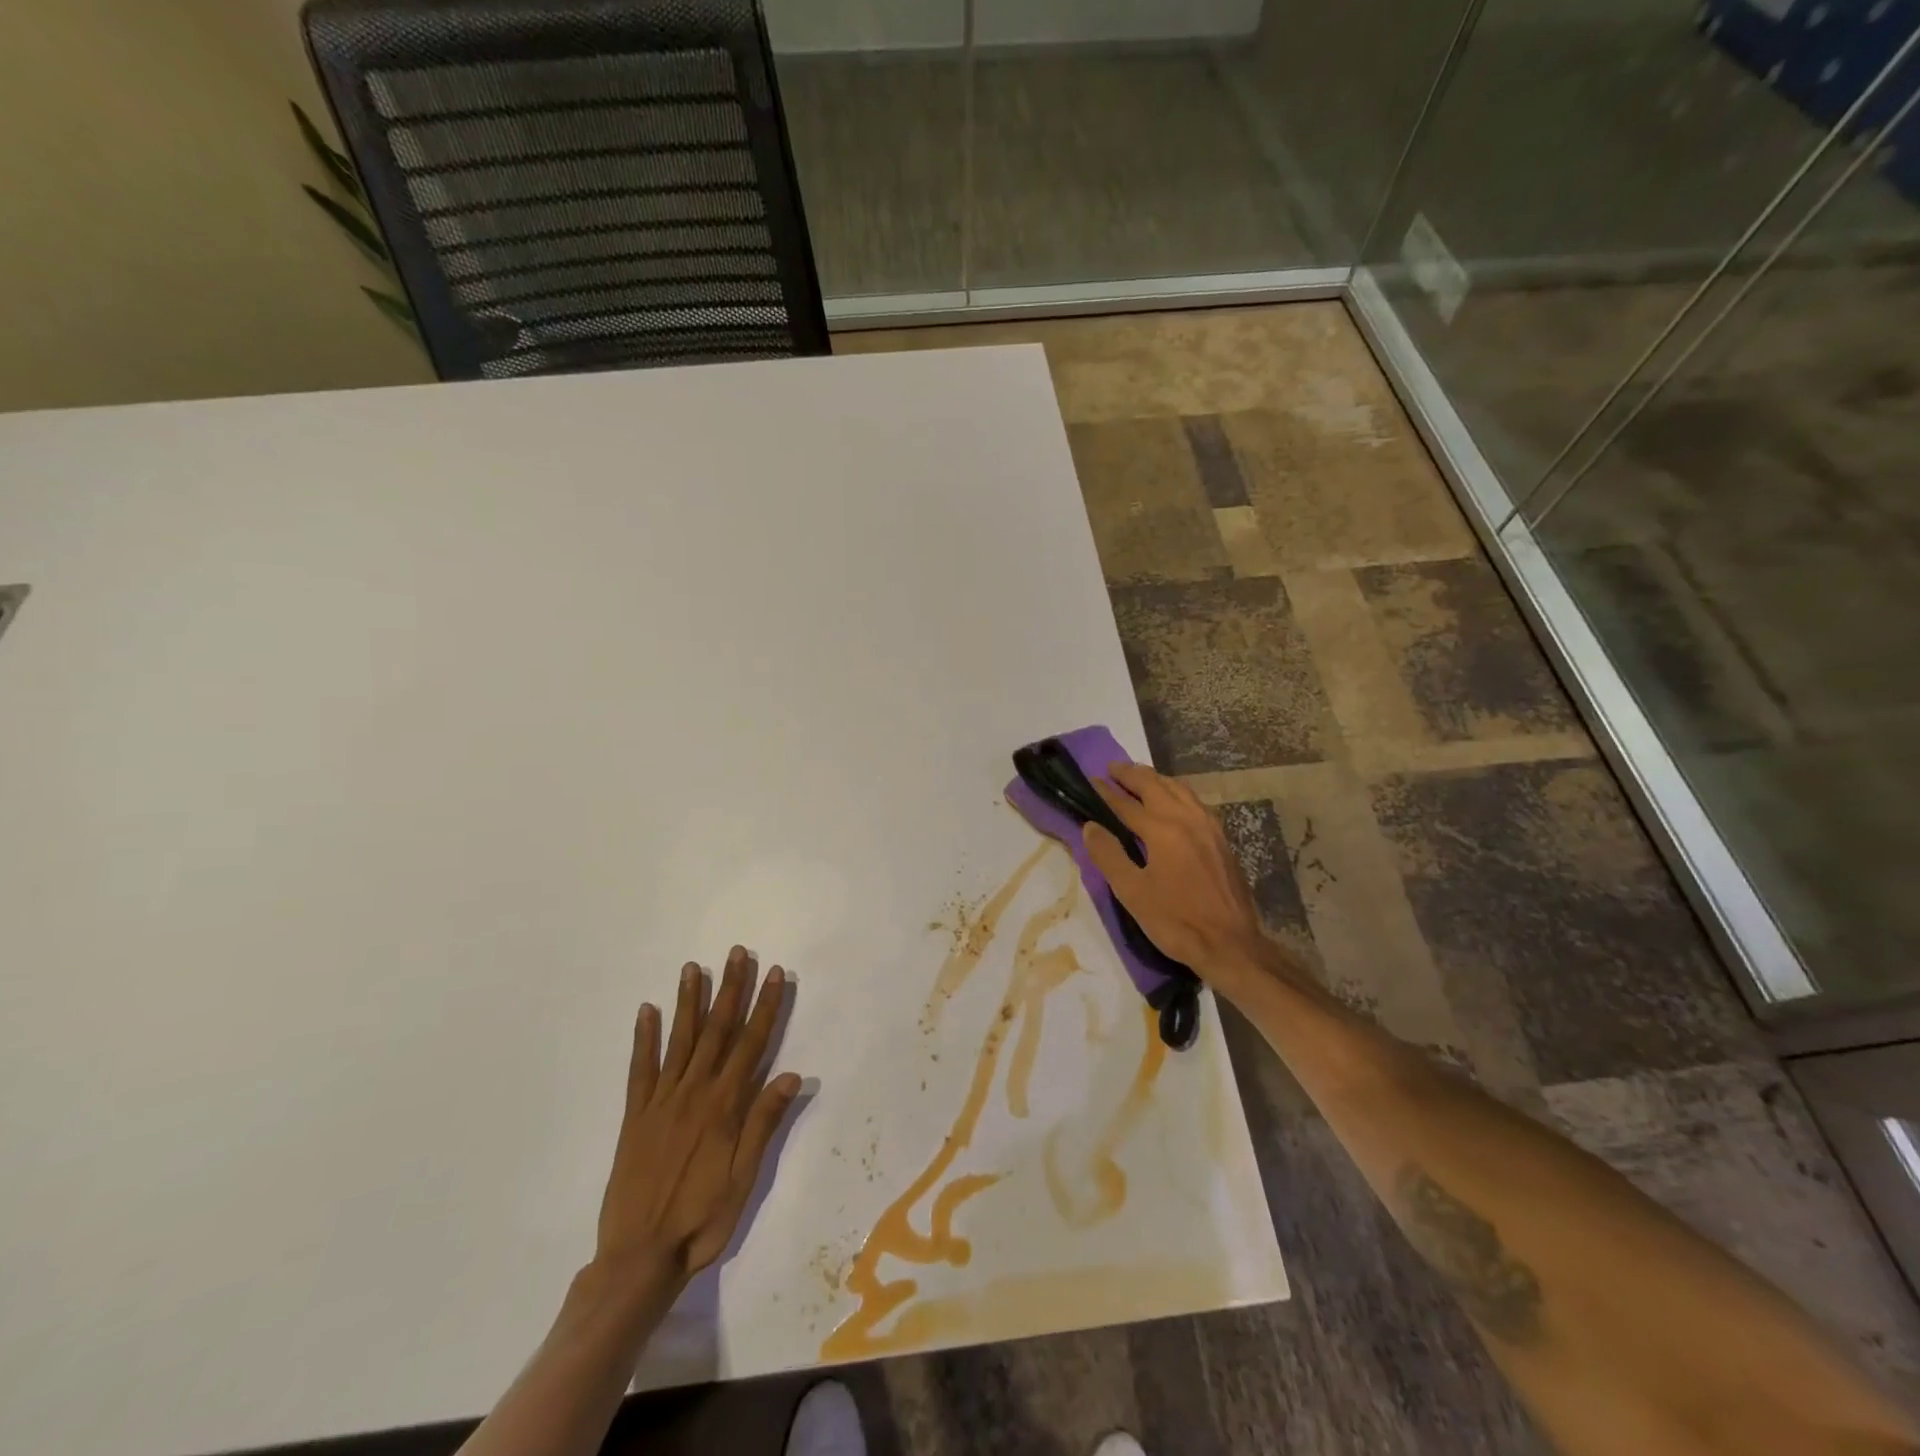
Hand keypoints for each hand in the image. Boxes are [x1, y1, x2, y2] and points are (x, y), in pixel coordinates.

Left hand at [594, 947, 801, 1292]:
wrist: (638, 1258)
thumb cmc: (701, 1221)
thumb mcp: (743, 1179)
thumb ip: (763, 1124)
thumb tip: (791, 1074)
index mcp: (724, 1106)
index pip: (751, 1043)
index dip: (765, 1006)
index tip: (773, 972)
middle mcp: (694, 1093)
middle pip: (717, 1030)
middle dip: (730, 989)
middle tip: (737, 953)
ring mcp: (661, 1101)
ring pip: (680, 1040)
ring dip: (689, 1001)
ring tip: (694, 968)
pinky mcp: (635, 1116)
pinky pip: (640, 1069)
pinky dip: (643, 1038)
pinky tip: (646, 1011)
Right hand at [1082, 762, 1298, 998]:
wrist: (1231, 945)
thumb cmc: (1176, 921)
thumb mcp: (1133, 892)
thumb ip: (1109, 855)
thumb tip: (1090, 826)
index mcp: (1163, 830)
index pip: (1127, 804)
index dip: (1106, 792)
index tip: (1090, 780)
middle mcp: (1187, 819)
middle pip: (1155, 786)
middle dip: (1132, 774)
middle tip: (1112, 768)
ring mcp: (1209, 827)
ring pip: (1179, 789)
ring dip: (1156, 779)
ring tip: (1139, 777)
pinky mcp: (1221, 839)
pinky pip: (1194, 802)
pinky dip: (1177, 792)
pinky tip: (1173, 801)